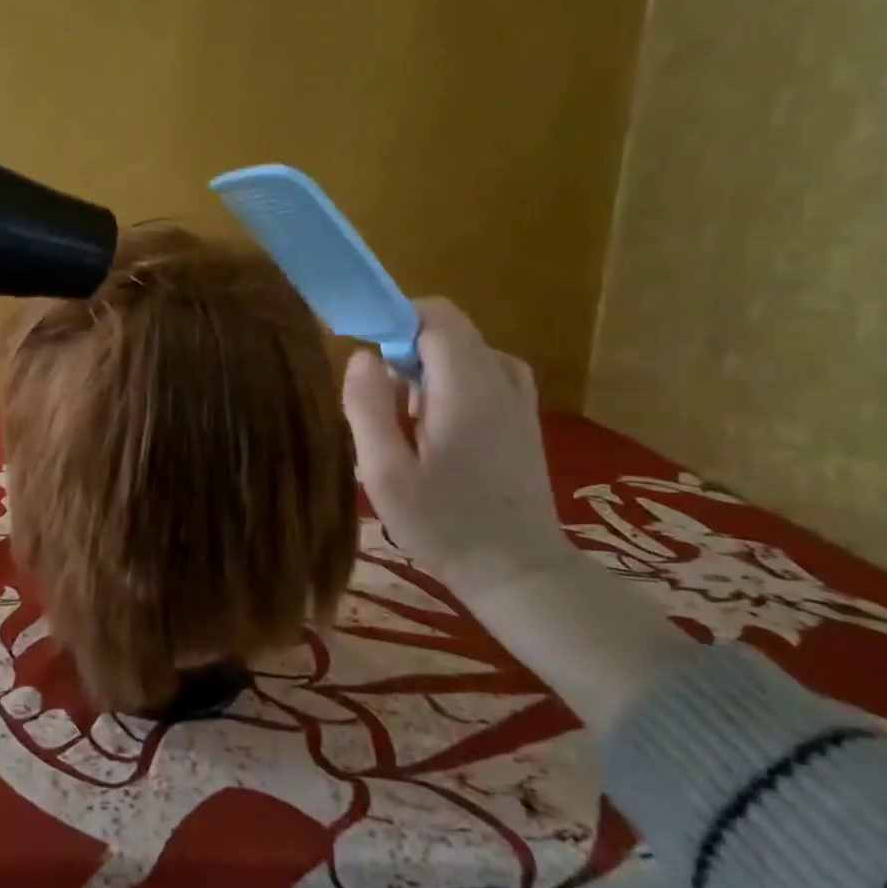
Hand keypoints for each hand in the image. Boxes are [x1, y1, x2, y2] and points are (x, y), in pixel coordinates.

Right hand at [342, 298, 571, 599]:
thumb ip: (368, 406)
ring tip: (408, 423)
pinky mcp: (523, 417)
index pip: (435, 314)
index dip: (395, 319)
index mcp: (467, 386)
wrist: (519, 573)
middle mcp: (500, 379)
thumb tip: (363, 355)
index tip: (367, 354)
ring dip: (427, 371)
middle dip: (406, 352)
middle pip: (448, 331)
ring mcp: (518, 398)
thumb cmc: (444, 524)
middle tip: (384, 407)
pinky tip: (438, 430)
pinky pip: (481, 374)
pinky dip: (451, 384)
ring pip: (463, 352)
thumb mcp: (385, 472)